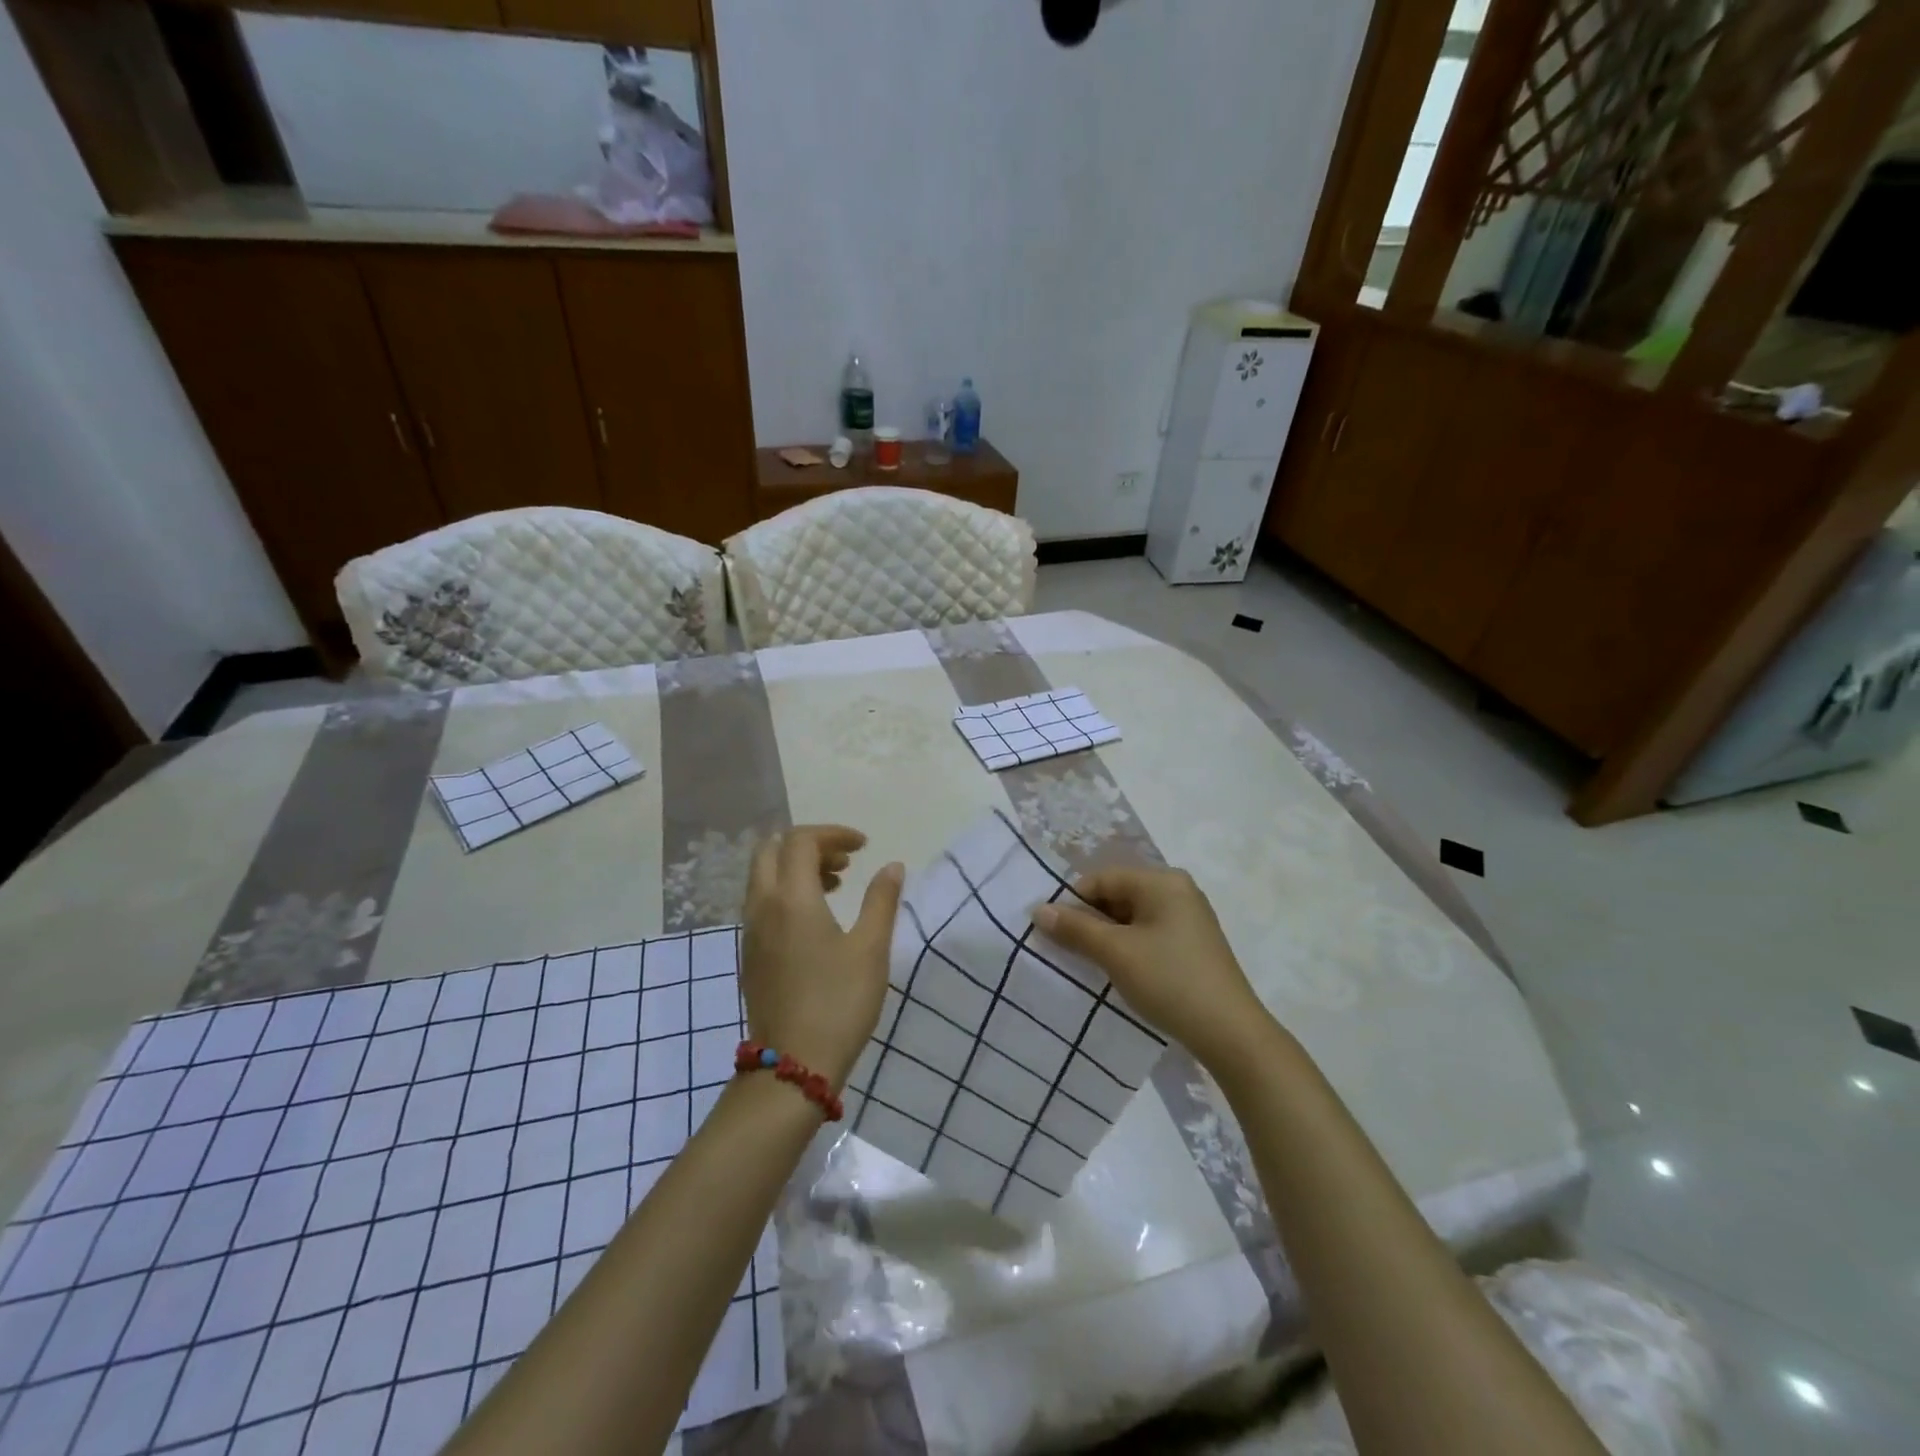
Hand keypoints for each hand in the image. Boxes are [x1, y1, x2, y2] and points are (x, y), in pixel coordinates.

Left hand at [741, 826, 903, 1089]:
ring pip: (765, 876)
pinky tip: (817, 919)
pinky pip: (763, 902)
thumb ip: (882, 901)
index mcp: (791, 898)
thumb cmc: (838, 1003)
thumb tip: (891, 866)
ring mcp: (750, 932)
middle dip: (809, 845)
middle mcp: (762, 906)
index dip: (833, 834)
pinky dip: (787, 892)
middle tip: (846, 862)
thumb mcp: (871, 949)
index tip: (865, 847)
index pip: (801, 840)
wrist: (792, 1066)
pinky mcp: (750, 954)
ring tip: (837, 886)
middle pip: (772, 850)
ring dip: (797, 868)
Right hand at [1032, 866, 1272, 1071]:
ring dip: (1107, 937)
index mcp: (1162, 881)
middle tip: (1065, 950)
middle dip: (1089, 921)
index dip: (1072, 902)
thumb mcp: (1116, 953)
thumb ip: (1075, 929)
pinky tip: (1118, 971)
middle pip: (1117, 896)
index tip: (1050, 932)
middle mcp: (1178, 890)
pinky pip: (1148, 934)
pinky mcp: (1192, 944)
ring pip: (1131, 917)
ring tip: (1088, 963)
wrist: (1230, 1033)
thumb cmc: (1169, 981)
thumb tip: (1038, 910)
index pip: (1102, 879)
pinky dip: (1128, 947)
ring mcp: (1188, 918)